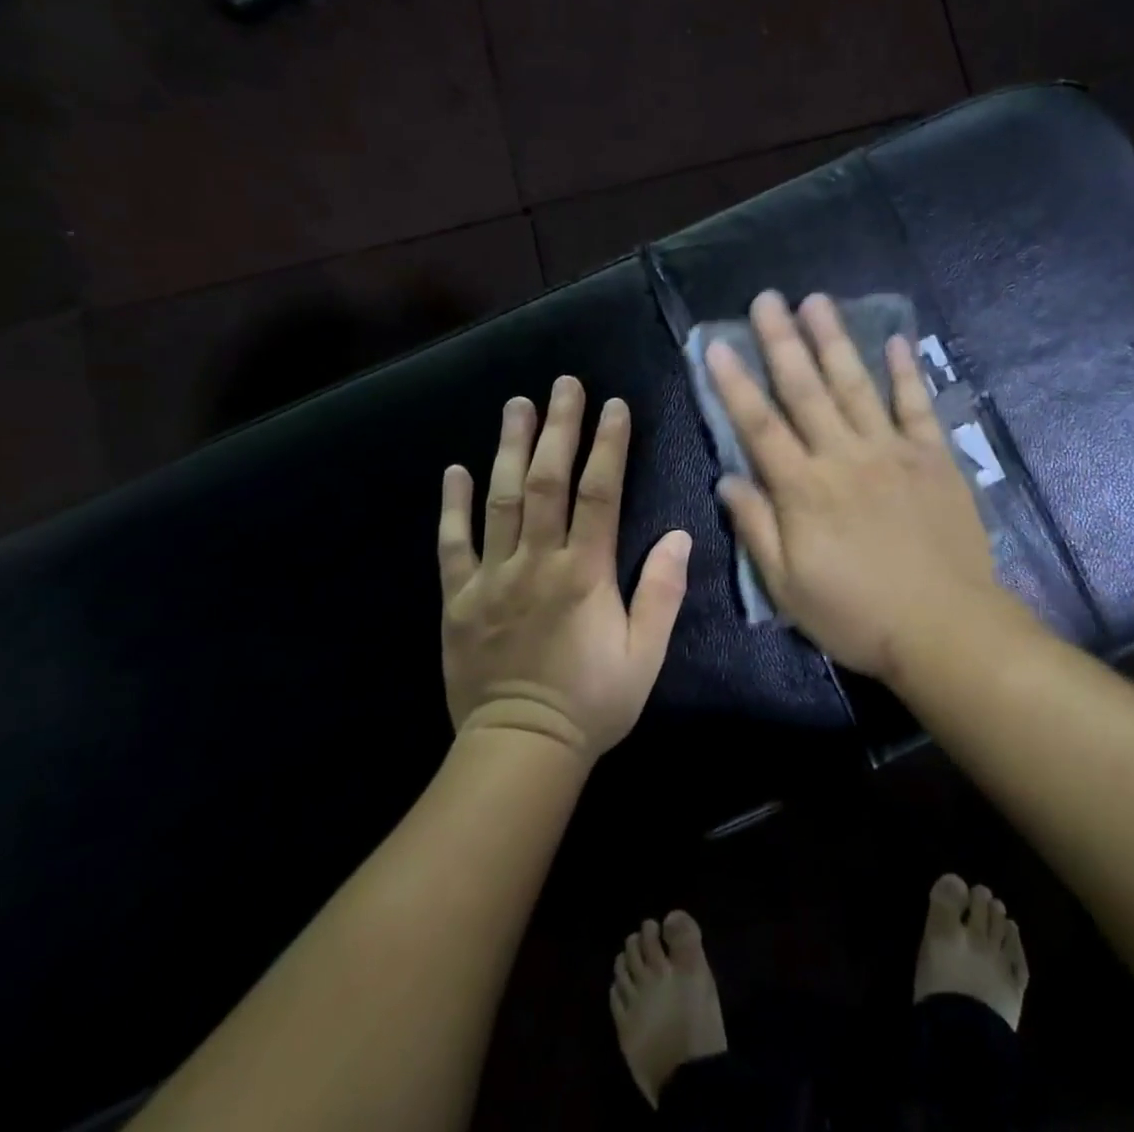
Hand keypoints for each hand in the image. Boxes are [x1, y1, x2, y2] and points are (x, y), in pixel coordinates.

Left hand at [439, 377, 691, 758]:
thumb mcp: (645, 655)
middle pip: (548, 482)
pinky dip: (453, 506)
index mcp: (585, 574)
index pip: (599, 493)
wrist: (521, 749)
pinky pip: (453, 544)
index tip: (614, 406)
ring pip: (501, 500)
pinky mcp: (459, 598)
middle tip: (564, 385)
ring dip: (509, 448)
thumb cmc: (593, 702)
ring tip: (516, 405)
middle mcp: (537, 563)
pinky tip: (455, 469)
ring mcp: (492, 577)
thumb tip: (680, 535)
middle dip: (558, 428)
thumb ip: (662, 592)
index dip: (607, 445)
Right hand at [706, 292, 1004, 681]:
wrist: (945, 628)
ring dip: (835, 340)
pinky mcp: (934, 457)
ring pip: (856, 385)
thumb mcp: (788, 587)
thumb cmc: (857, 614)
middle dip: (781, 341)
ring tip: (817, 300)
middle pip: (805, 390)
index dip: (734, 383)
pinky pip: (917, 406)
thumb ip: (756, 528)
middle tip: (766, 299)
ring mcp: (892, 452)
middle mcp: (843, 457)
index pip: (759, 425)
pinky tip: (896, 339)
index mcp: (803, 489)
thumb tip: (727, 479)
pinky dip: (906, 372)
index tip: (717, 344)